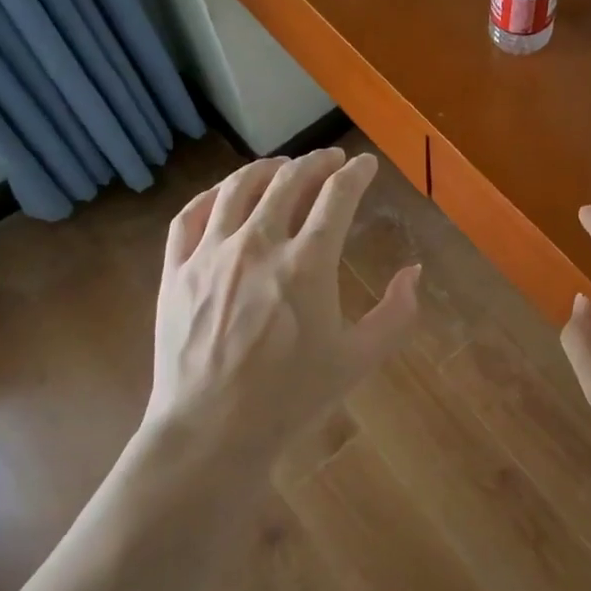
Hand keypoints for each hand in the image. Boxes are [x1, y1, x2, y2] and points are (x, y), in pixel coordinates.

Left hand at [146, 147, 418, 469]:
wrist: (211, 431)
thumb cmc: (290, 398)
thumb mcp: (358, 360)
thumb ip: (396, 314)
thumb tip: (414, 273)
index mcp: (307, 263)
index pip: (337, 196)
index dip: (355, 173)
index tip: (364, 165)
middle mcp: (258, 244)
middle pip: (289, 180)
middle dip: (316, 162)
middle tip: (330, 160)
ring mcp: (211, 254)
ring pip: (239, 187)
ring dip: (266, 168)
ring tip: (282, 166)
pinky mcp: (176, 270)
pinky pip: (191, 215)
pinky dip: (213, 194)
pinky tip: (226, 194)